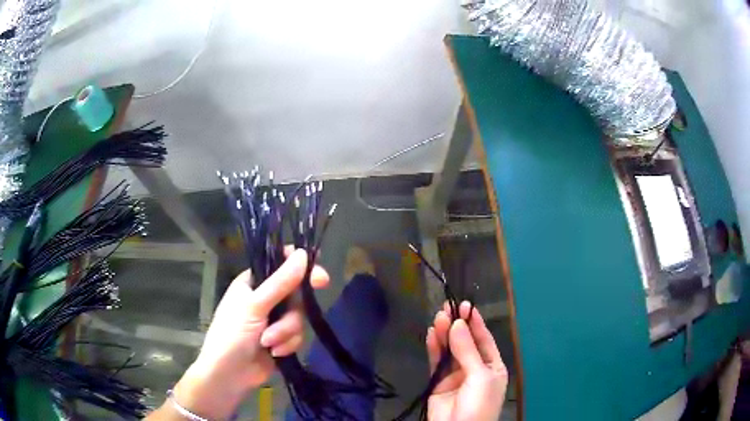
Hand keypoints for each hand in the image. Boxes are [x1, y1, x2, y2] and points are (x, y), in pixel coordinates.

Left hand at [168, 249, 329, 419]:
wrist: (229, 374)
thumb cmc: (232, 334)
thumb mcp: (255, 306)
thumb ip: (280, 282)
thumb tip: (302, 254)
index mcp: (252, 283)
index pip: (279, 265)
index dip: (299, 266)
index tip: (318, 274)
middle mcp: (265, 298)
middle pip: (295, 293)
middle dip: (294, 308)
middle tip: (318, 293)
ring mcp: (274, 320)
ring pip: (297, 317)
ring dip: (286, 331)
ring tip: (268, 342)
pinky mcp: (281, 339)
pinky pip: (297, 335)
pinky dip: (287, 344)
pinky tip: (274, 352)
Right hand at [426, 301, 507, 420]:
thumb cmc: (479, 403)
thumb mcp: (479, 376)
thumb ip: (467, 350)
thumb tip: (457, 324)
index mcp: (492, 366)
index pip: (484, 340)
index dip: (475, 323)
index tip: (465, 305)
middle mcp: (474, 368)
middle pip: (465, 343)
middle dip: (458, 326)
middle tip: (447, 307)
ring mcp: (456, 376)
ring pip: (450, 350)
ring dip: (445, 334)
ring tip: (438, 316)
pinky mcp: (438, 383)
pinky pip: (436, 362)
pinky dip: (434, 348)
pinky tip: (431, 334)